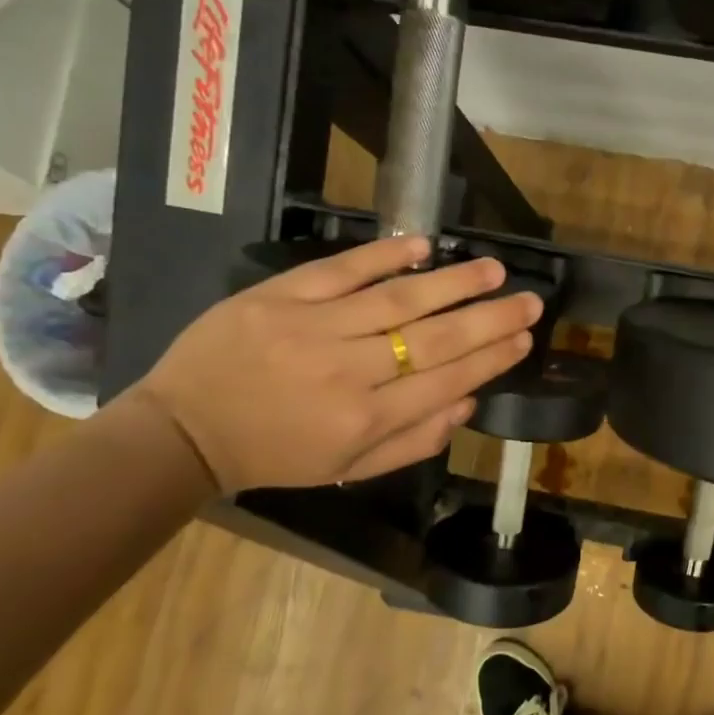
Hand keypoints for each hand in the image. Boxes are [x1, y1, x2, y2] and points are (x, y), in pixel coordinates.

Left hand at [133, 237, 539, 492]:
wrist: (183, 431)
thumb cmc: (274, 454)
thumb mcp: (347, 469)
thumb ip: (412, 442)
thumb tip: (468, 402)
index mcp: (365, 421)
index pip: (446, 382)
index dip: (492, 358)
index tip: (524, 338)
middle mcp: (348, 373)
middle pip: (434, 339)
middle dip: (490, 319)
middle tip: (530, 301)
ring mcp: (313, 328)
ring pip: (399, 300)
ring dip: (453, 282)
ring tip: (494, 270)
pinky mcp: (281, 296)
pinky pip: (342, 270)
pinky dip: (385, 255)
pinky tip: (424, 245)